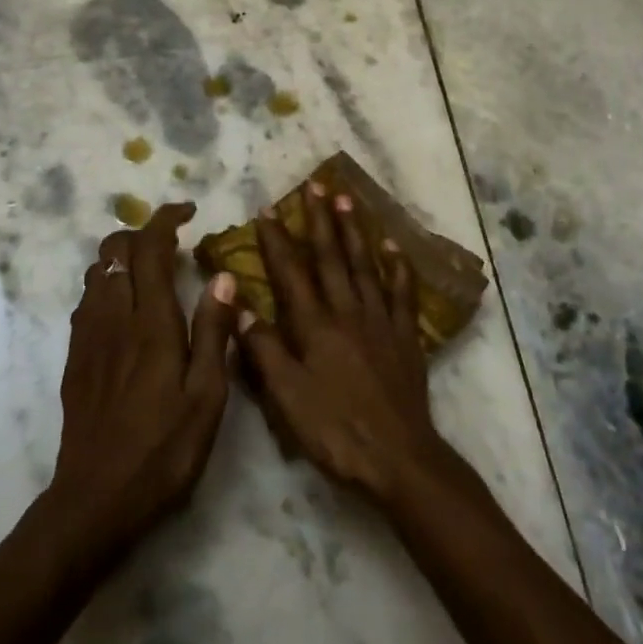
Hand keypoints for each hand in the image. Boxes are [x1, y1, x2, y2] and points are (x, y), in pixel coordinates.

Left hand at [50, 203, 237, 551]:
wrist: (95, 501)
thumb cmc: (163, 450)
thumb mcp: (207, 397)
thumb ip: (214, 332)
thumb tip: (224, 276)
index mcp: (151, 323)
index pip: (149, 249)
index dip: (165, 219)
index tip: (188, 211)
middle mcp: (113, 318)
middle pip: (114, 250)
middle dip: (142, 232)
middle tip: (173, 244)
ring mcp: (87, 337)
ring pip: (96, 272)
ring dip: (122, 258)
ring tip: (153, 273)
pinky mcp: (74, 357)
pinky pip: (86, 300)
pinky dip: (107, 285)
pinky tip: (127, 311)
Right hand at [235, 182, 455, 504]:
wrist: (398, 458)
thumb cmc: (334, 430)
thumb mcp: (286, 397)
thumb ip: (262, 349)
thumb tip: (237, 305)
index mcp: (315, 326)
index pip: (292, 273)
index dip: (277, 241)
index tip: (267, 211)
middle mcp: (347, 311)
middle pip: (332, 257)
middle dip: (320, 220)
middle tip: (316, 186)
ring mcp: (380, 320)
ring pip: (365, 265)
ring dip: (354, 230)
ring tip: (347, 199)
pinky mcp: (405, 336)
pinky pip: (402, 292)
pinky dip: (398, 267)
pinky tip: (393, 247)